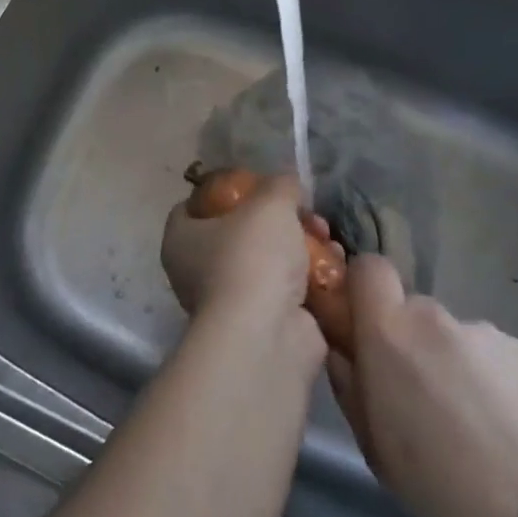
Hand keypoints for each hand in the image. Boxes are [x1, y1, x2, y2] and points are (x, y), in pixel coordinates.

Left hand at [161, 174, 332, 330]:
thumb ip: (280, 185)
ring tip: (328, 238)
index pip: (195, 205)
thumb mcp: (269, 203)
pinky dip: (312, 279)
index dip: (226, 191)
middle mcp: (198, 270)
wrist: (268, 335)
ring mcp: (231, 300)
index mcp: (181, 238)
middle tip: (307, 213)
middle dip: (279, 220)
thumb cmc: (252, 258)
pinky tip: (336, 265)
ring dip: (302, 247)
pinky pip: (289, 290)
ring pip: (269, 261)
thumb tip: (287, 182)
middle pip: (242, 232)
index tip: (258, 186)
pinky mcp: (263, 323)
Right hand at [327, 254, 517, 516]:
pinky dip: (493, 380)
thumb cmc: (435, 482)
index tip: (366, 324)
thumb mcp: (370, 439)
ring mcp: (485, 331)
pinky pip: (494, 356)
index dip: (364, 289)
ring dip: (453, 364)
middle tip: (421, 394)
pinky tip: (506, 427)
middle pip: (412, 310)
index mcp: (388, 331)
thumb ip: (348, 380)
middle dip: (411, 341)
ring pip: (454, 337)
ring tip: (472, 421)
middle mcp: (434, 318)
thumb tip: (342, 349)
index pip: (368, 268)